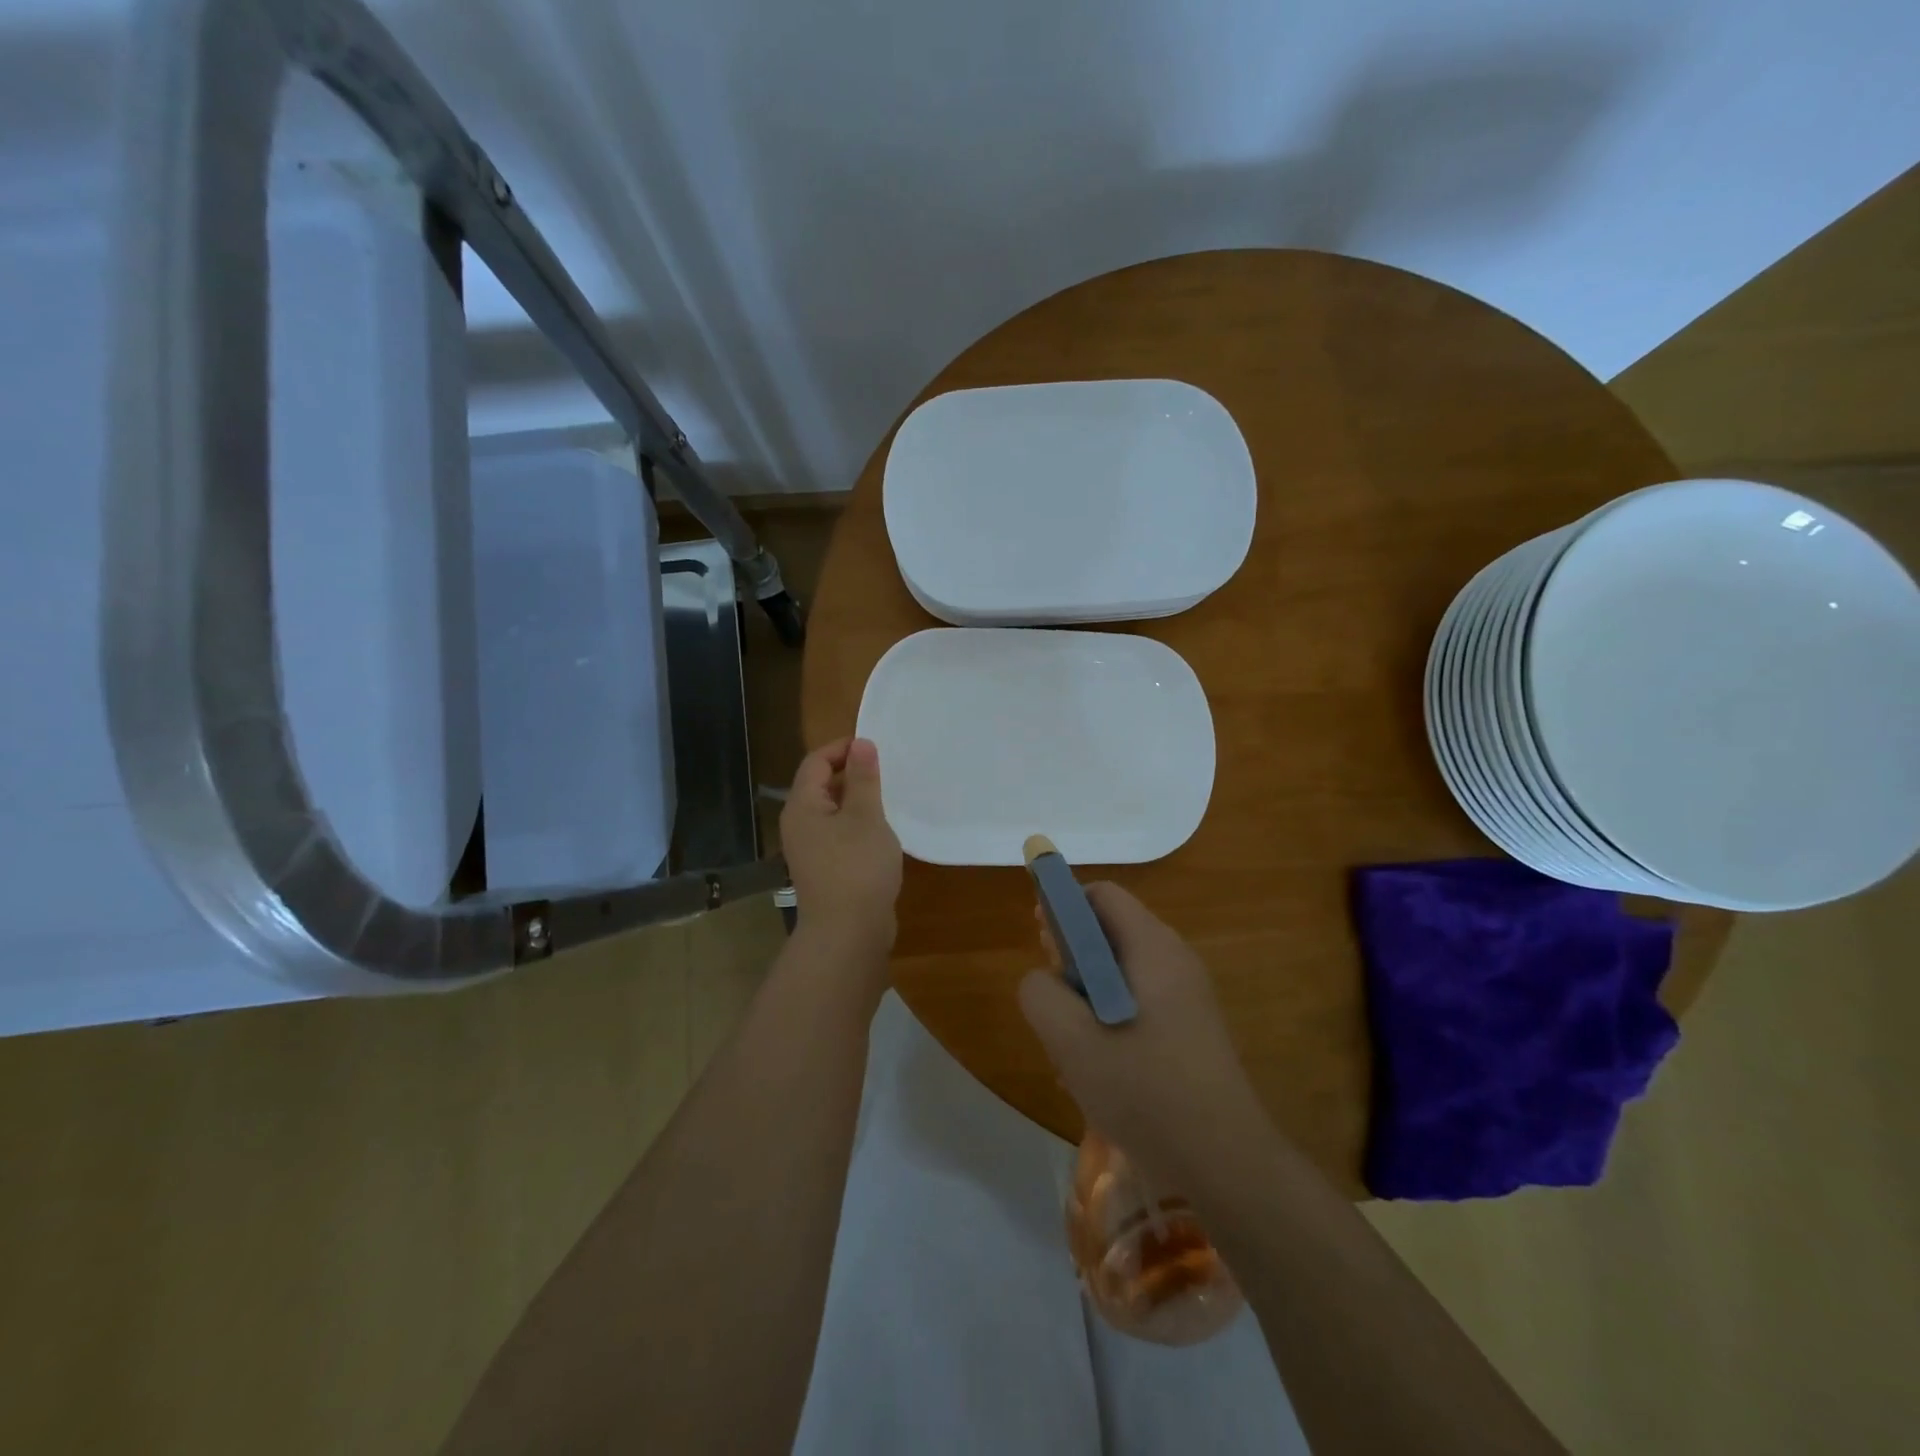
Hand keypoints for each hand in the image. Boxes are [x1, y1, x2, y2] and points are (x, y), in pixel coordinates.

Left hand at [780, 738, 902, 954]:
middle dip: (851, 773)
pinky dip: (857, 825)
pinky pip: (838, 834)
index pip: (816, 761)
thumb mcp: (866, 816)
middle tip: (886, 770)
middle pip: (820, 785)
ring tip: (888, 798)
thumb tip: (861, 744)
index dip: (843, 748)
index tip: (875, 747)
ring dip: (857, 801)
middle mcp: (799, 824)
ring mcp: (810, 849)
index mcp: (802, 806)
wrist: (847, 932)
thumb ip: (863, 778)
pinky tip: (881, 832)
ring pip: (832, 812)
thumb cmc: (857, 866)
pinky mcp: (824, 869)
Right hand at [1019, 883, 1270, 1176]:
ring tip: (1070, 1050)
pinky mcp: (1192, 1032)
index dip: (1063, 907)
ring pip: (1120, 976)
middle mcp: (1176, 961)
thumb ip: (1041, 994)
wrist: (1226, 1164)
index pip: (1102, 895)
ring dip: (1086, 1000)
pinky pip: (1139, 1006)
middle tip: (1052, 1004)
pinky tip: (1098, 1073)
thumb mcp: (1072, 1040)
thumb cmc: (1146, 1091)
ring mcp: (1188, 998)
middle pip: (1111, 933)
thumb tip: (1042, 981)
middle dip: (1072, 960)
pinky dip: (1110, 1022)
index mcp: (1153, 948)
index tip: (1040, 942)